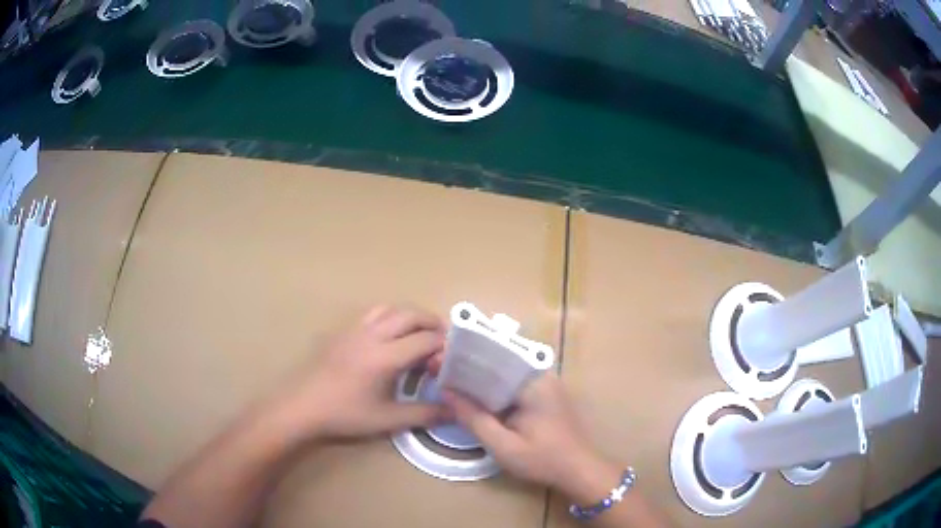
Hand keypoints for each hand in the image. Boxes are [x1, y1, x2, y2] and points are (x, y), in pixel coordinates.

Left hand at [273, 306, 448, 440]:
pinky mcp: (344, 332)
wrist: (304, 406)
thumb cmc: (346, 414)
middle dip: (432, 323)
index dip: (444, 344)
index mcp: (385, 357)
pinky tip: (389, 337)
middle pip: (410, 315)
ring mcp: (356, 330)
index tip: (453, 356)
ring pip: (390, 309)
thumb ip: (424, 414)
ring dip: (410, 316)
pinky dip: (390, 317)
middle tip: (444, 339)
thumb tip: (454, 410)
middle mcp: (373, 335)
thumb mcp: (388, 419)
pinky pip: (373, 314)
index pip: (425, 339)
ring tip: (419, 334)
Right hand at [444, 374, 618, 498]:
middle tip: (440, 369)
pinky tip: (476, 395)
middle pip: (499, 360)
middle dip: (469, 364)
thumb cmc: (542, 459)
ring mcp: (546, 382)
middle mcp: (542, 374)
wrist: (580, 470)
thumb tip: (446, 392)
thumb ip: (474, 418)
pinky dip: (495, 386)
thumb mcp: (503, 445)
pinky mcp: (547, 393)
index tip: (439, 360)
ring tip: (452, 378)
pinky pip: (515, 382)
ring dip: (481, 375)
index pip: (494, 355)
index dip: (465, 357)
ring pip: (506, 371)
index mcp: (533, 381)